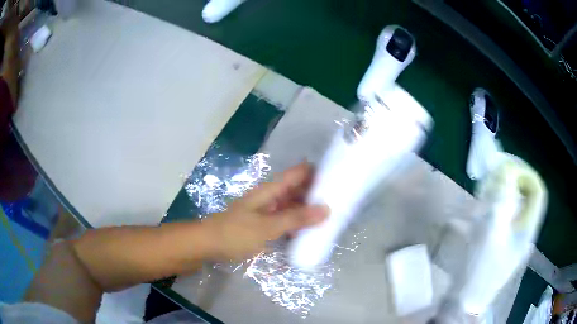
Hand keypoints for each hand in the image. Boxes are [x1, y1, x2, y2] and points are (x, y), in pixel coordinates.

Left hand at [204, 162, 328, 261]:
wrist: (207, 244)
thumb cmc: (234, 232)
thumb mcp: (267, 226)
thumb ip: (295, 218)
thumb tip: (326, 209)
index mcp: (271, 190)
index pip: (299, 173)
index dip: (318, 172)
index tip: (340, 179)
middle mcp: (271, 197)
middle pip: (299, 190)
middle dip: (317, 195)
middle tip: (341, 204)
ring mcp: (268, 212)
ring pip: (294, 206)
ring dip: (309, 212)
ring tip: (331, 219)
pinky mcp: (264, 225)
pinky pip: (286, 221)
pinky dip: (298, 225)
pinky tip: (310, 233)